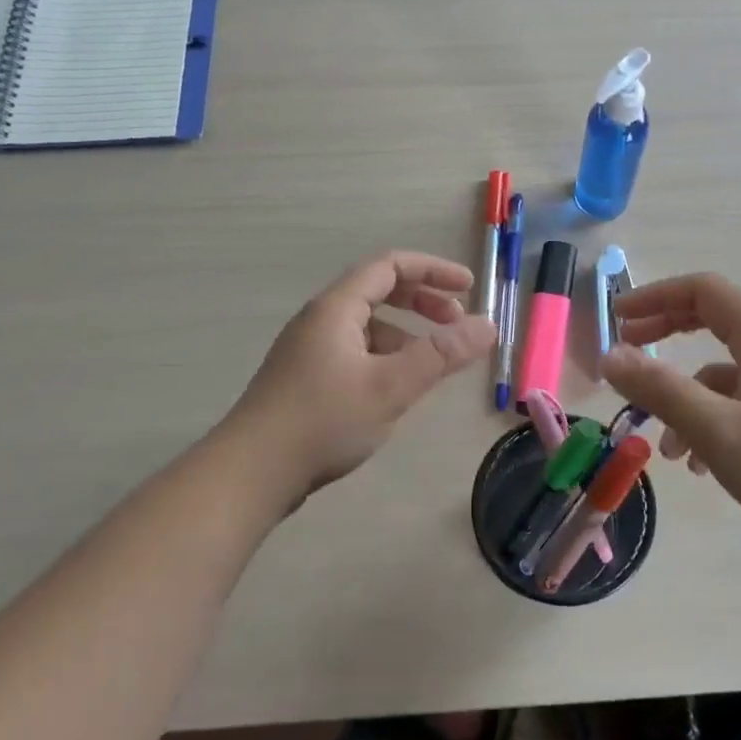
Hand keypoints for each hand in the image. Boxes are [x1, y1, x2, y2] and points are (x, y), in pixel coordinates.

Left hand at [224, 250, 495, 500]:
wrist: (251, 473)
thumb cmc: (323, 421)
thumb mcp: (391, 386)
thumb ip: (442, 355)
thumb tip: (489, 326)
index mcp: (336, 308)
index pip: (390, 266)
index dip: (433, 270)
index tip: (469, 288)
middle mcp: (320, 320)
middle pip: (378, 291)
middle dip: (422, 301)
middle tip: (456, 323)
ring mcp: (309, 350)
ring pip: (367, 326)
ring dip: (405, 333)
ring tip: (432, 363)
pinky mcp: (305, 379)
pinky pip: (355, 351)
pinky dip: (385, 356)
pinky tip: (395, 389)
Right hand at [600, 273, 740, 560]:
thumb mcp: (719, 431)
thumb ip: (661, 390)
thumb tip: (609, 355)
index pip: (703, 291)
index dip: (655, 296)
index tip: (617, 318)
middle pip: (711, 322)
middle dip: (663, 336)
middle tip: (626, 357)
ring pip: (721, 373)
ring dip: (684, 398)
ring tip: (665, 448)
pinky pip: (739, 404)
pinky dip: (710, 422)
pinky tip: (701, 466)